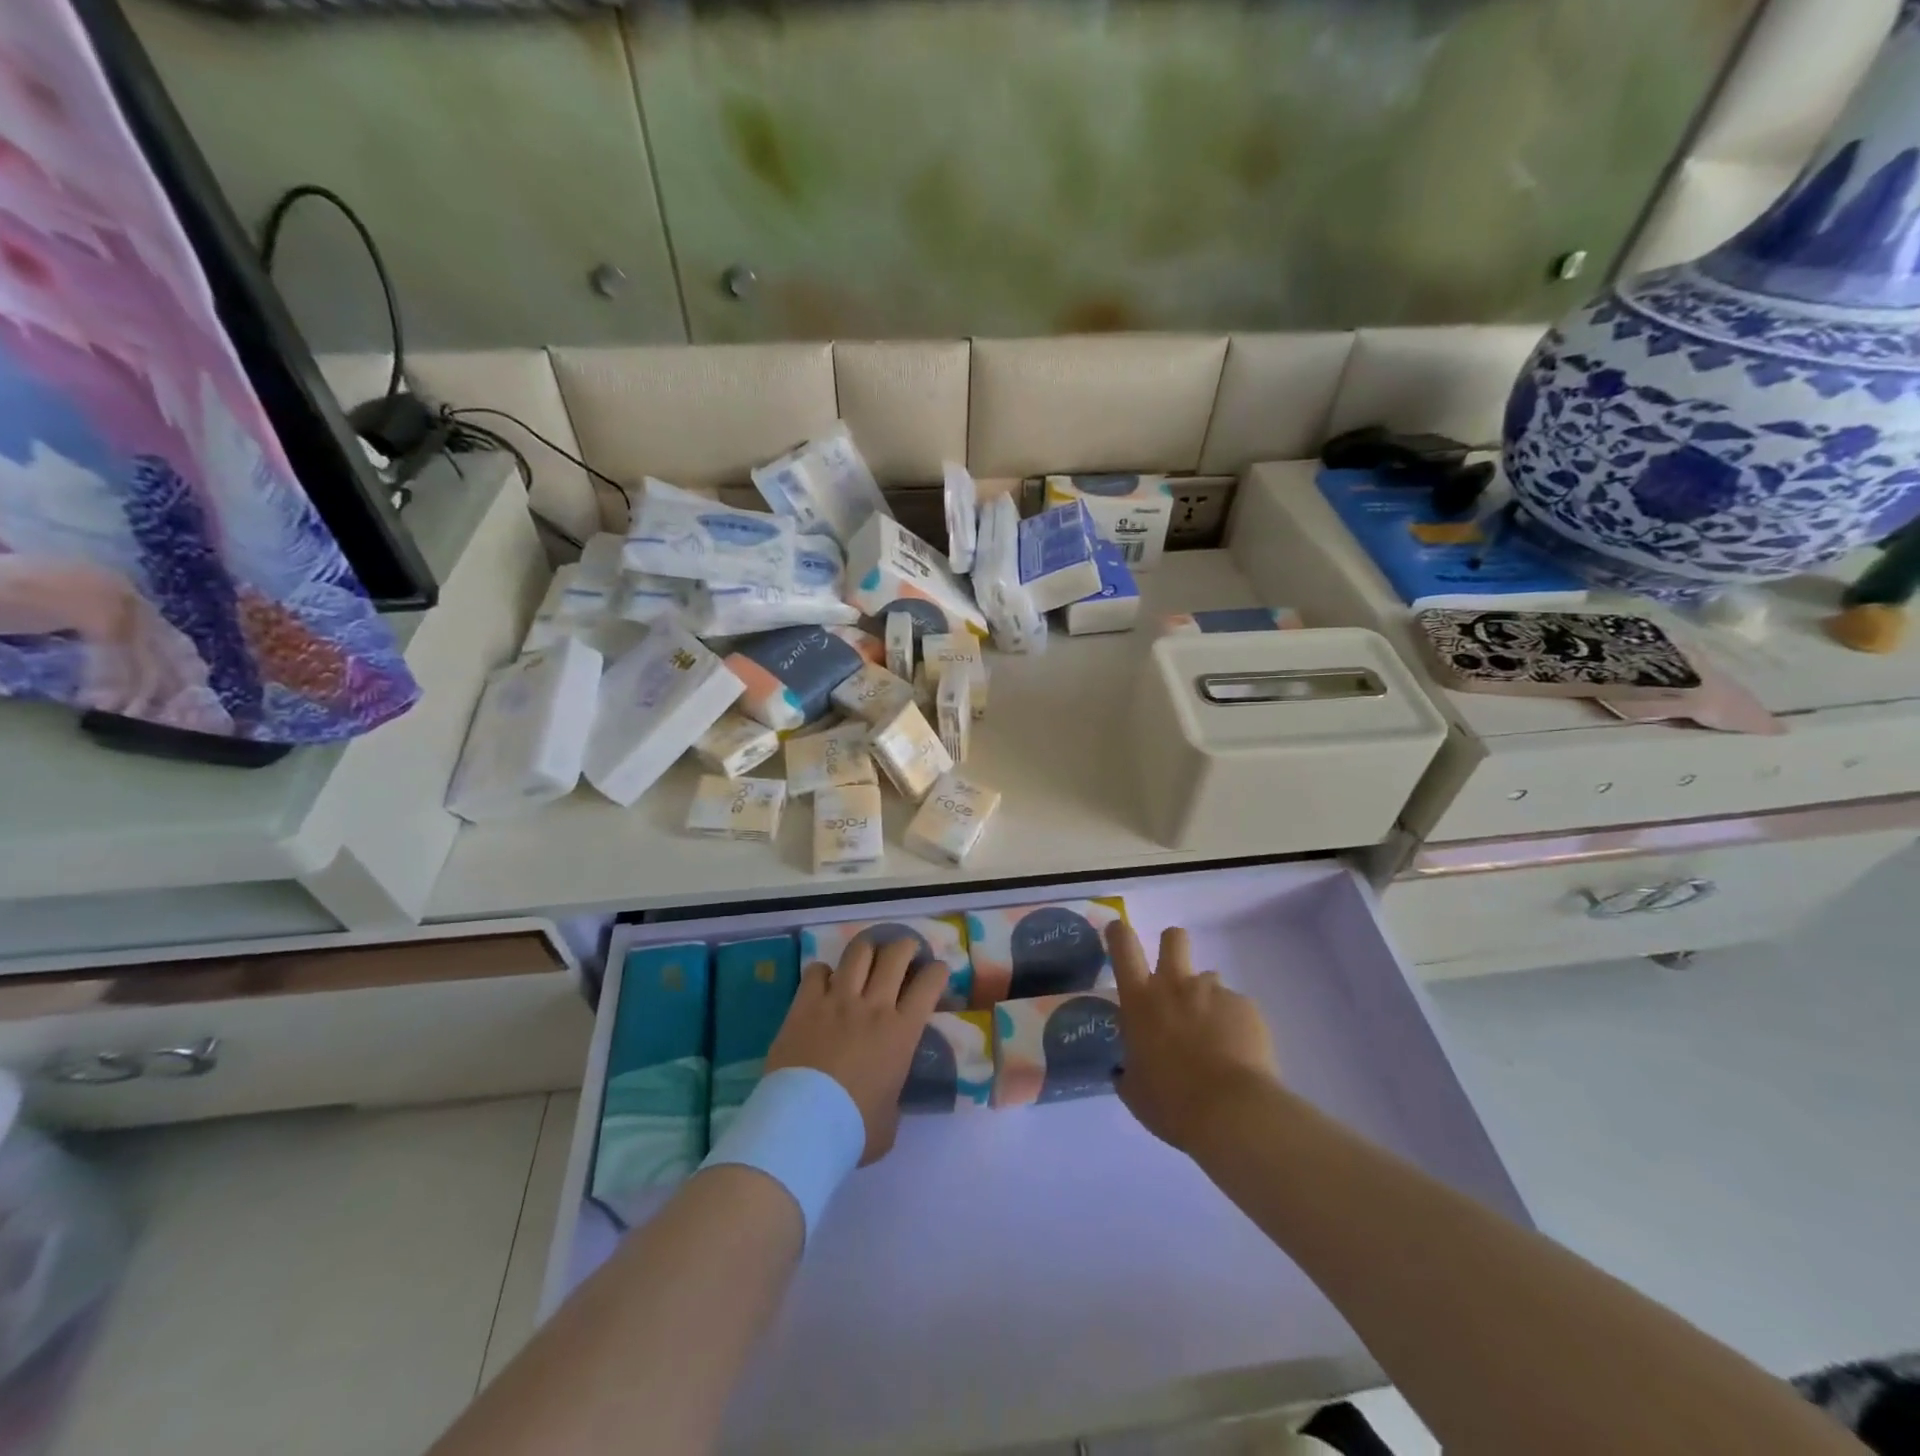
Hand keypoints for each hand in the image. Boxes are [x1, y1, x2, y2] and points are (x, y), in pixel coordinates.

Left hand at [764, 938, 947, 1165]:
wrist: (803, 1126)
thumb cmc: (853, 1129)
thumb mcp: (889, 1121)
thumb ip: (893, 1098)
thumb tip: (886, 1098)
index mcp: (902, 1031)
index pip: (929, 983)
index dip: (937, 971)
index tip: (937, 971)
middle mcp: (874, 1005)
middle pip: (896, 954)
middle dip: (906, 946)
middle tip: (905, 953)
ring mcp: (838, 1000)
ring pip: (859, 952)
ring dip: (868, 949)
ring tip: (869, 954)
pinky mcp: (805, 1003)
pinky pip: (817, 970)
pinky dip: (824, 972)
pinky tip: (825, 982)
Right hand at [1107, 922, 1280, 1155]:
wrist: (1232, 1113)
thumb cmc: (1171, 1102)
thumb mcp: (1134, 1090)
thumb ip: (1128, 1069)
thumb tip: (1125, 1069)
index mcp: (1140, 1000)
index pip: (1123, 946)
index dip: (1119, 933)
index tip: (1119, 931)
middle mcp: (1175, 985)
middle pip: (1173, 938)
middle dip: (1172, 946)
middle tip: (1174, 976)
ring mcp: (1213, 992)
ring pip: (1208, 979)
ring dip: (1206, 1000)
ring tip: (1215, 1039)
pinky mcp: (1246, 1006)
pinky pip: (1236, 1008)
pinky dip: (1234, 1026)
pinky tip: (1239, 1056)